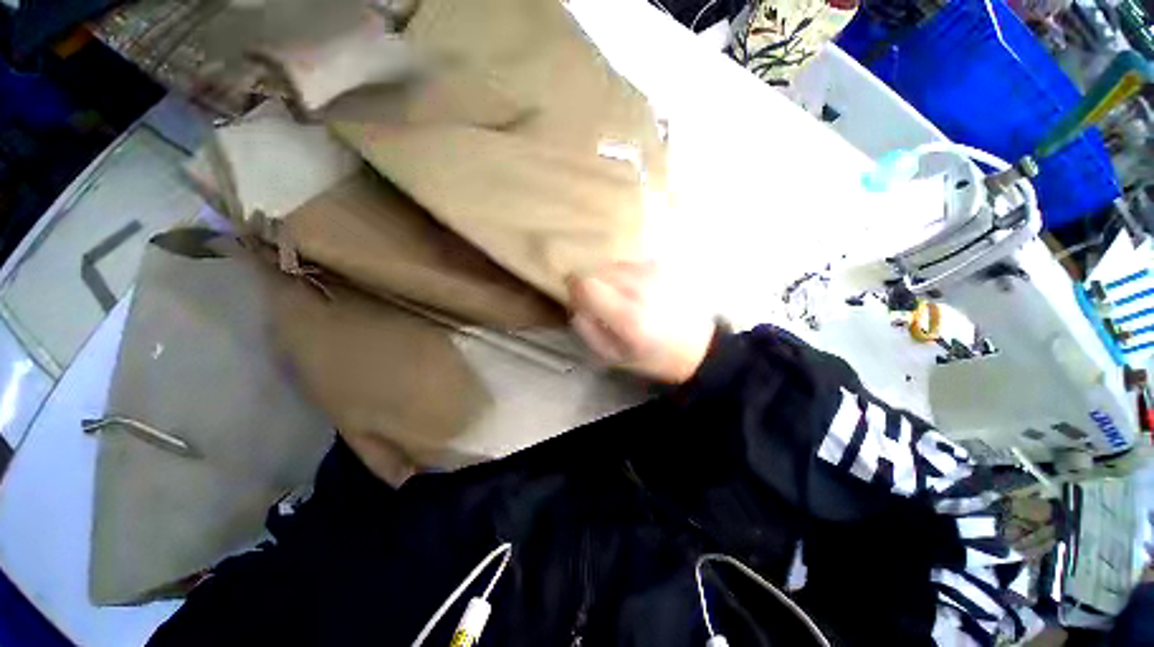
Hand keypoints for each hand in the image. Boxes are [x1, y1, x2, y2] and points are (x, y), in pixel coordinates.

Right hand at [567, 261, 715, 383]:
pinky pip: (627, 264)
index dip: (574, 288)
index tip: (578, 299)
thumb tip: (575, 302)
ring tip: (622, 300)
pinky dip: (623, 276)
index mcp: (629, 317)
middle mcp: (641, 288)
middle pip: (597, 271)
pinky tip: (636, 292)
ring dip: (608, 280)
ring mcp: (653, 273)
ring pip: (611, 265)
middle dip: (592, 286)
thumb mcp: (613, 355)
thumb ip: (586, 329)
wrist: (697, 345)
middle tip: (602, 305)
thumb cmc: (652, 357)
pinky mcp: (661, 266)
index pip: (586, 285)